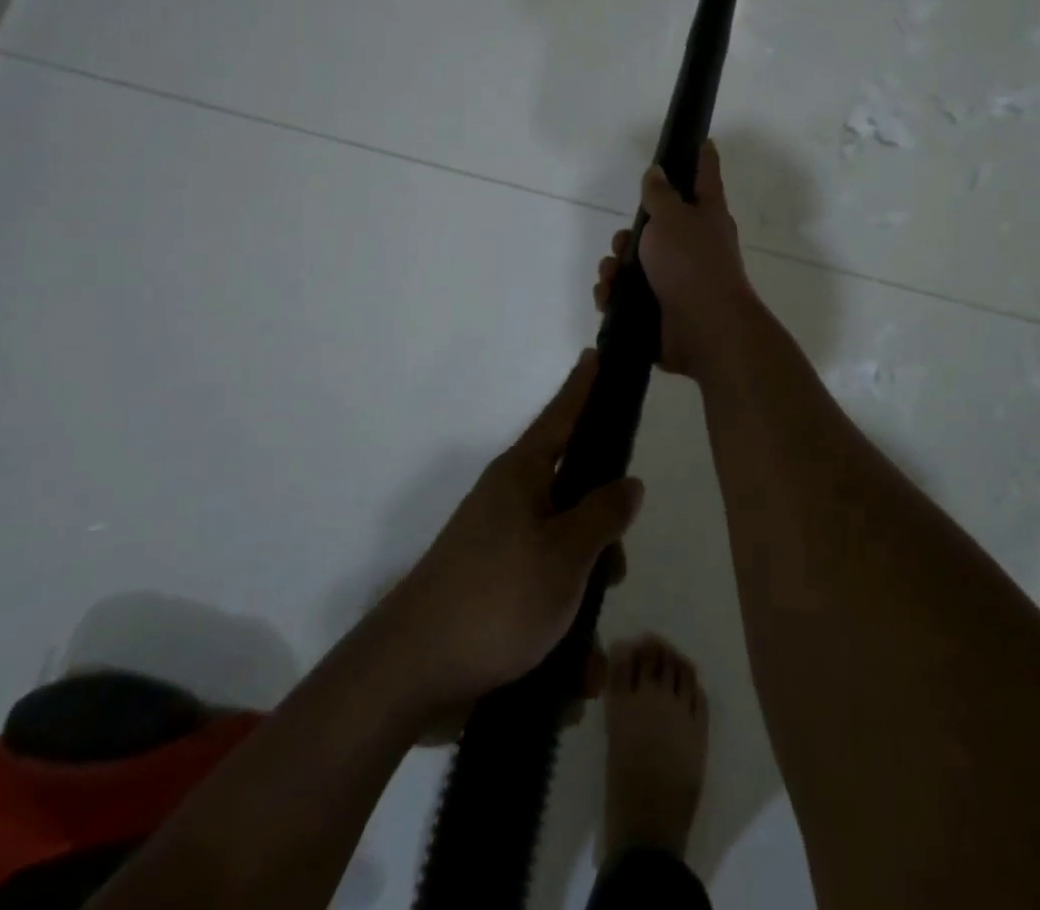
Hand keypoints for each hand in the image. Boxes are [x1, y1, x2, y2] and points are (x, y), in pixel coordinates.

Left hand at [373, 352, 643, 723]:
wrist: (411, 677)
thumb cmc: (497, 598)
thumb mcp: (565, 554)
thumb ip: (603, 514)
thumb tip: (628, 482)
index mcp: (522, 477)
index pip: (562, 416)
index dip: (584, 387)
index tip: (598, 354)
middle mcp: (510, 505)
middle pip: (575, 500)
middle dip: (602, 543)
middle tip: (614, 573)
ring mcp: (498, 551)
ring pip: (565, 561)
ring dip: (583, 609)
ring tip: (585, 660)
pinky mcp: (492, 596)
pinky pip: (541, 605)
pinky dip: (558, 642)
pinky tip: (565, 685)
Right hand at [594, 140, 755, 377]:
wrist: (704, 330)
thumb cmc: (691, 264)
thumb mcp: (672, 218)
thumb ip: (660, 194)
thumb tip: (657, 172)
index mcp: (706, 217)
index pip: (705, 176)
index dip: (702, 158)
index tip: (702, 141)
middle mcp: (694, 245)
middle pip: (656, 226)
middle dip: (630, 233)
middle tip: (624, 242)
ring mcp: (677, 279)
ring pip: (635, 263)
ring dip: (615, 267)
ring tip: (612, 277)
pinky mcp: (660, 310)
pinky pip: (628, 296)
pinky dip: (615, 295)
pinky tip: (609, 298)